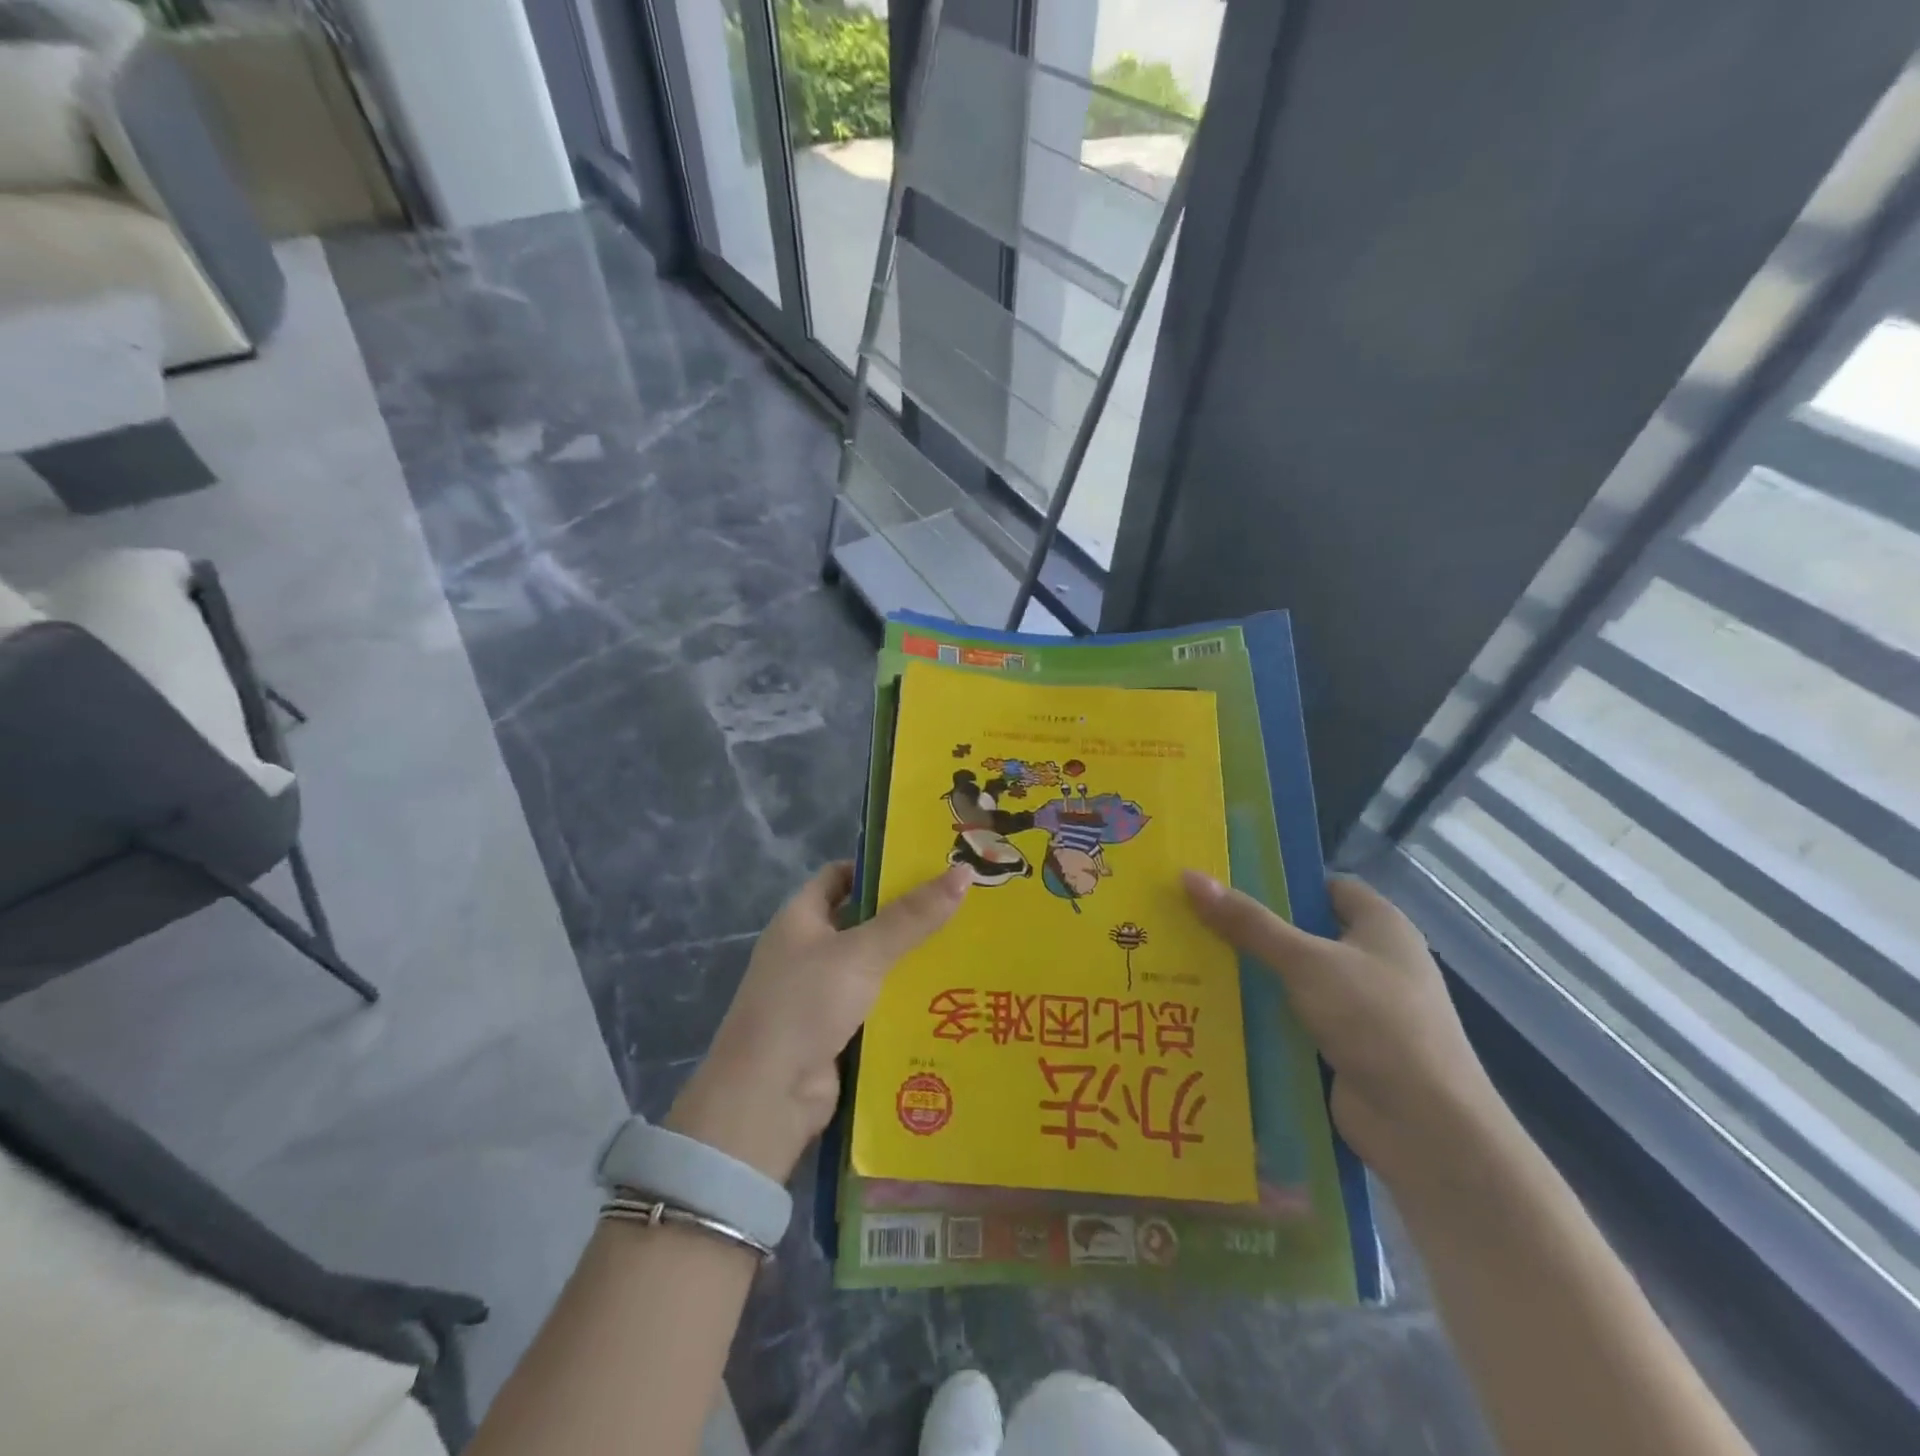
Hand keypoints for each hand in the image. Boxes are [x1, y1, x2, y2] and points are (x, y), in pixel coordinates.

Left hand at [666, 862, 968, 1181]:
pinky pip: (878, 1007)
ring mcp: (821, 995)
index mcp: (800, 919)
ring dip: (912, 963)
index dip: (877, 868)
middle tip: (963, 907)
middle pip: (863, 922)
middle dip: (907, 917)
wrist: (767, 1098)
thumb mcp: (861, 952)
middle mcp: (808, 951)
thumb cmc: (805, 1004)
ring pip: (875, 968)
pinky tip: (950, 999)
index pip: (839, 877)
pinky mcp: (838, 1033)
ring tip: (968, 950)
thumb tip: (963, 872)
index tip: (926, 867)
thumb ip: (912, 917)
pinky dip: (906, 1003)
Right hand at [1183, 870, 1514, 1198]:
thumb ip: (1248, 922)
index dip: (1280, 881)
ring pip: (1292, 980)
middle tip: (1191, 918)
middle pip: (1301, 933)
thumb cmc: (1375, 1021)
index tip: (1225, 881)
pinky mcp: (1341, 1048)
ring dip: (1250, 976)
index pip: (1324, 887)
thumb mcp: (1305, 960)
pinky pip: (1291, 1020)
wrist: (1426, 1127)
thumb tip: (1189, 876)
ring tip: (1188, 961)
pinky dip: (1260, 1017)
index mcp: (1381, 925)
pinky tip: (1211, 1010)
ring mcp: (1358, 1009)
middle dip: (1251, 931)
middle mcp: (1373, 961)